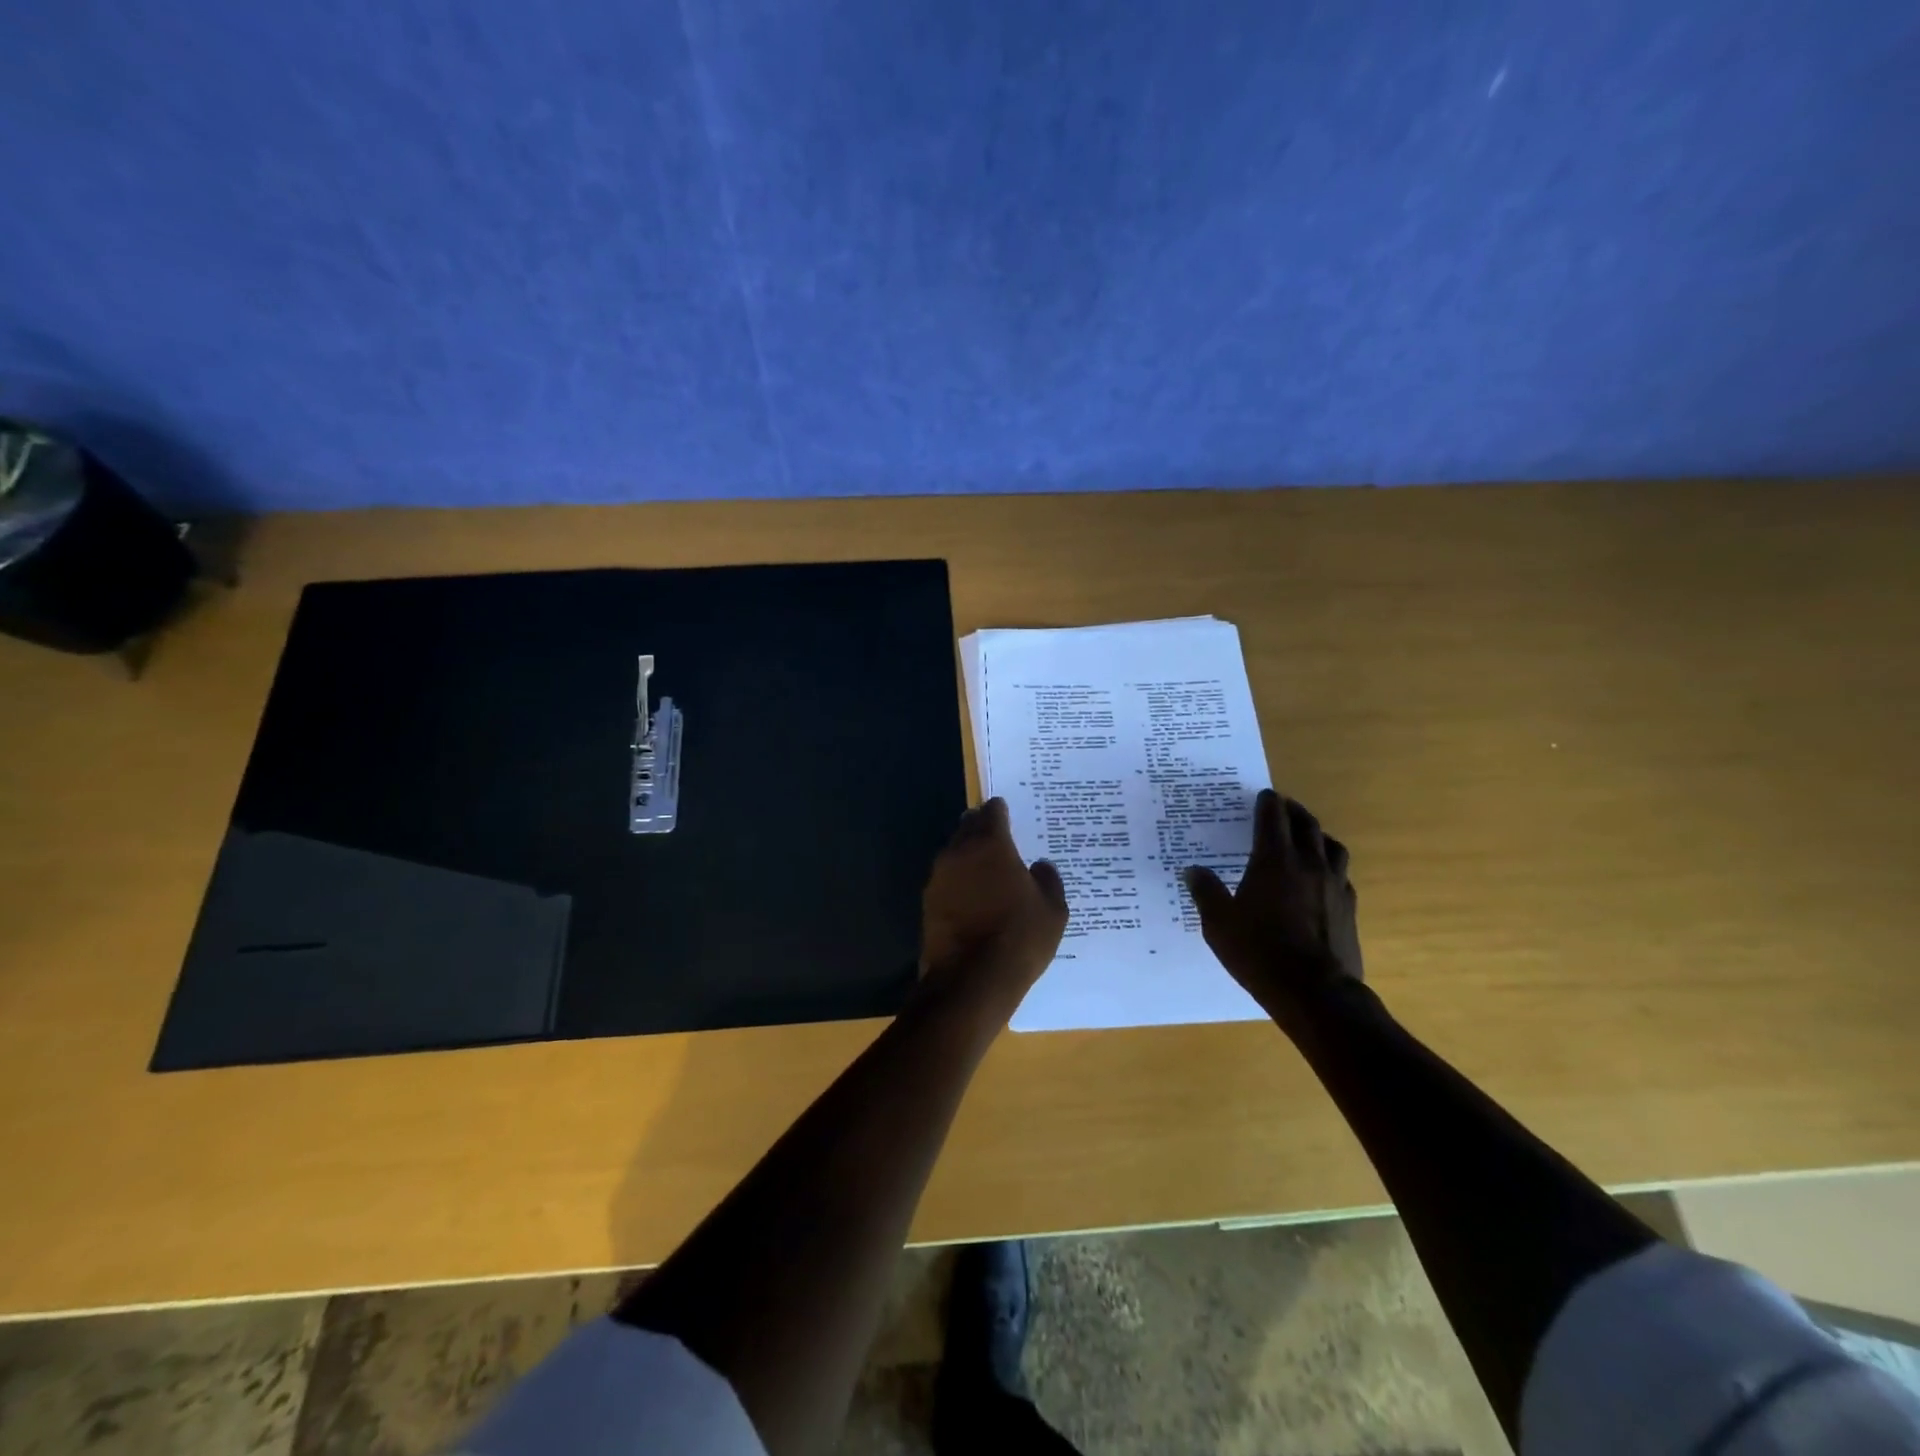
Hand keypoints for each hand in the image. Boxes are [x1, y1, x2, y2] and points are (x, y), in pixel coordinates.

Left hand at [918, 798, 1068, 1017]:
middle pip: (968, 827)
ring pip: (954, 853)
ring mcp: (938, 878)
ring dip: (968, 855)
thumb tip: (1040, 866)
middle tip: (998, 837)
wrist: (971, 981)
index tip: (1008, 813)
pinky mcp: (928, 903)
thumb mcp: (1053, 910)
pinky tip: (973, 896)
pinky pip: (947, 880)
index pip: (992, 812)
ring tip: (987, 869)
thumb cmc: (1019, 937)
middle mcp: (958, 852)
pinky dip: (959, 881)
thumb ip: (1048, 880)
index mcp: (990, 844)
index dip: (1001, 811)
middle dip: (981, 828)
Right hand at [1185, 790, 1363, 1030]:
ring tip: (1307, 837)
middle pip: (1306, 825)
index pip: (1273, 819)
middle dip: (1294, 811)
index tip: (1264, 795)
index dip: (1267, 804)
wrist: (1315, 992)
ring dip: (1317, 835)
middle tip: (1283, 807)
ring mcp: (1334, 886)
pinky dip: (1330, 866)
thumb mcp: (1218, 923)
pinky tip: (1322, 878)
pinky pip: (1342, 875)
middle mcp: (1308, 865)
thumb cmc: (1259, 952)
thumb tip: (1193, 870)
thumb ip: (1206, 892)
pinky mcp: (1349, 909)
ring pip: (1331, 846)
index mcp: (1274, 861)